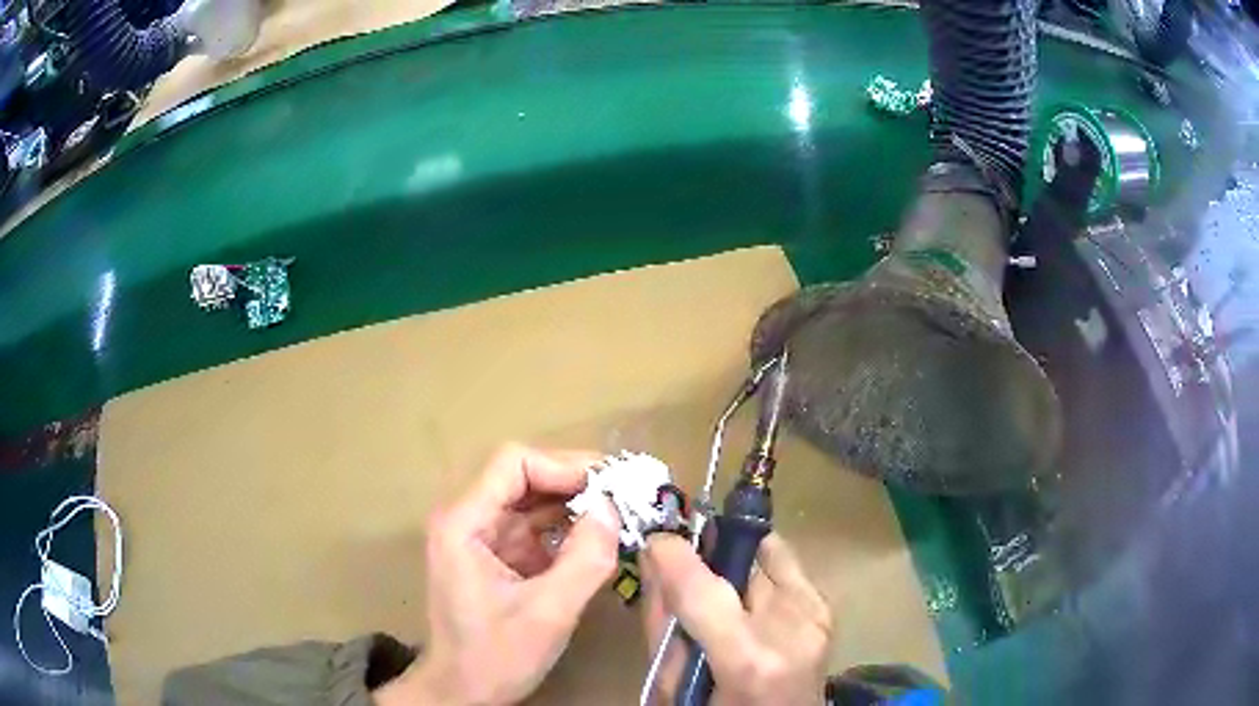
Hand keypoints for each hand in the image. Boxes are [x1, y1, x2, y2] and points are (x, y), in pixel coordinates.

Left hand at [376, 445, 619, 705]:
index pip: (514, 463)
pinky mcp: (499, 556)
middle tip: (627, 495)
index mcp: (464, 523)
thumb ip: (584, 560)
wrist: (464, 691)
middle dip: (577, 484)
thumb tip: (613, 509)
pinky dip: (570, 531)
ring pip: (534, 501)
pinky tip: (602, 541)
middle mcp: (469, 519)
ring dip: (577, 506)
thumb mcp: (546, 613)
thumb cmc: (495, 657)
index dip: (564, 466)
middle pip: (525, 477)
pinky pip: (537, 529)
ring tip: (623, 514)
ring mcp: (483, 538)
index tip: (611, 485)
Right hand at [641, 533, 831, 704]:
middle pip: (741, 557)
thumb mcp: (672, 684)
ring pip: (766, 552)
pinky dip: (760, 576)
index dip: (673, 552)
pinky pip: (785, 568)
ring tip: (723, 594)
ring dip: (736, 565)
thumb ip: (661, 621)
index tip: (655, 541)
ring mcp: (816, 615)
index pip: (702, 586)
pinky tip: (750, 604)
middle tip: (686, 567)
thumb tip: (651, 557)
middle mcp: (792, 628)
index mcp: (748, 659)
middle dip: (708, 552)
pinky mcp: (826, 609)